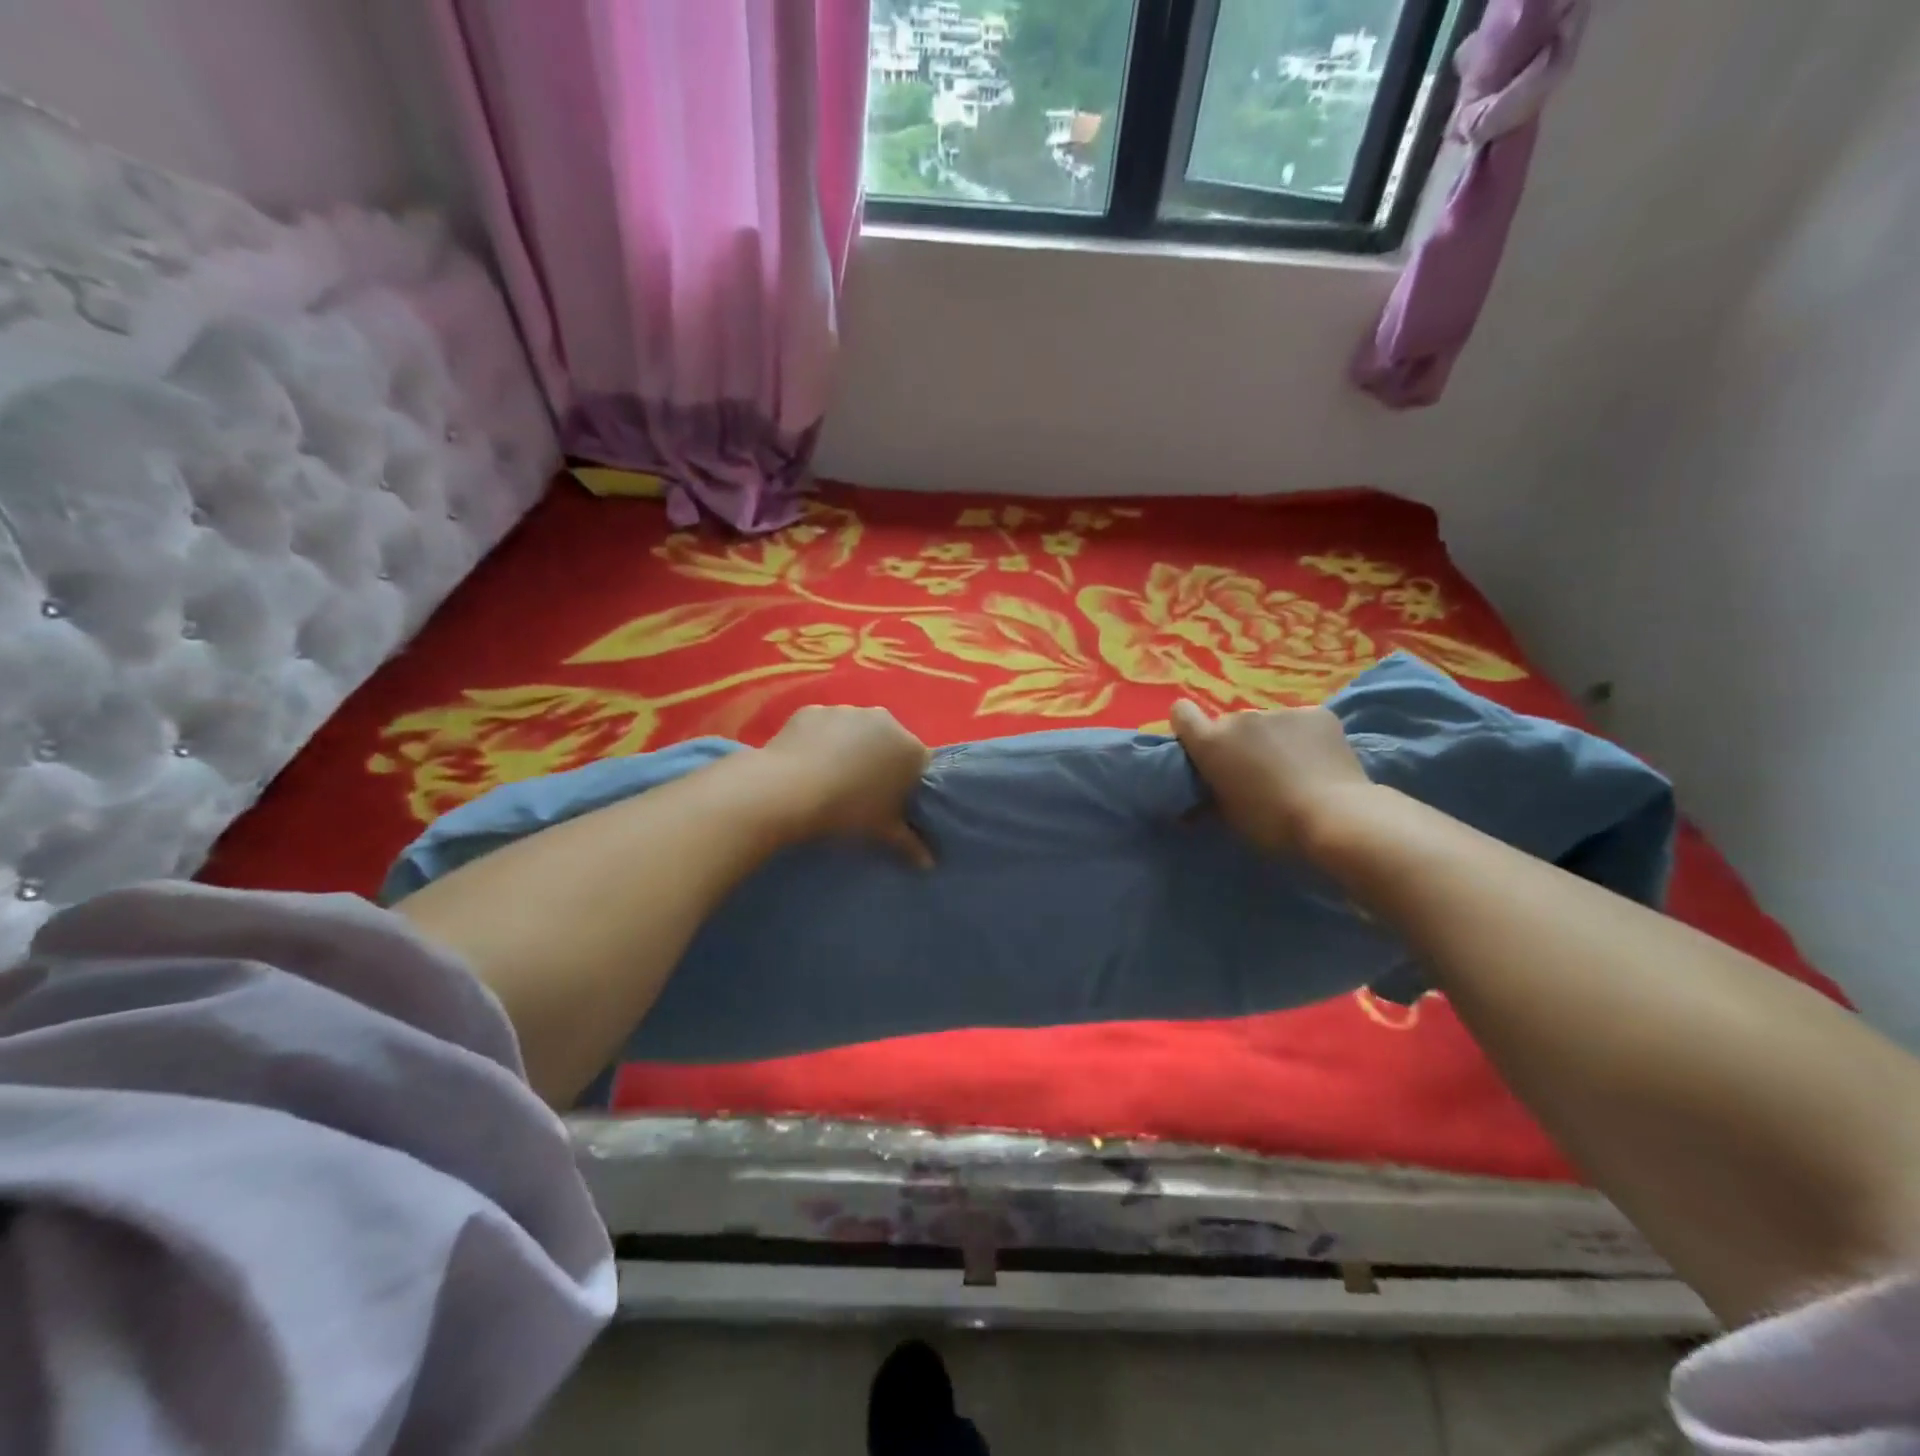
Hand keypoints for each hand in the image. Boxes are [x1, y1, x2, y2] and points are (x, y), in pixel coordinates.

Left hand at [759, 705, 933, 865]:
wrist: (788, 790)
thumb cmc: (847, 811)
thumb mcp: (883, 832)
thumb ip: (910, 845)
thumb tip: (929, 865)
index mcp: (910, 748)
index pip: (920, 764)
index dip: (908, 783)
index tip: (893, 801)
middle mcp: (884, 721)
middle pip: (889, 742)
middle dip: (880, 762)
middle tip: (861, 792)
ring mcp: (846, 711)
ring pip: (855, 731)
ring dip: (849, 748)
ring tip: (829, 777)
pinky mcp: (813, 710)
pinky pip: (823, 727)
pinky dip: (819, 740)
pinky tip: (806, 764)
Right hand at [1170, 698, 1375, 856]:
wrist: (1336, 817)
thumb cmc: (1271, 823)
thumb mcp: (1229, 818)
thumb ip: (1209, 800)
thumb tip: (1193, 805)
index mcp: (1211, 742)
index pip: (1182, 713)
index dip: (1188, 727)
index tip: (1200, 747)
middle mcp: (1240, 718)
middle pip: (1230, 724)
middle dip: (1238, 743)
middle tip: (1255, 772)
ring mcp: (1280, 712)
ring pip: (1268, 724)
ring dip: (1272, 740)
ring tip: (1294, 769)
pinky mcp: (1316, 713)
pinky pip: (1301, 723)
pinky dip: (1304, 738)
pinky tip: (1319, 761)